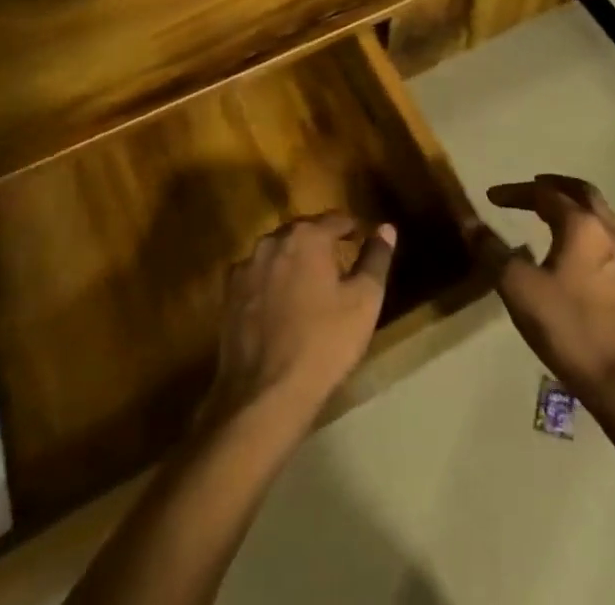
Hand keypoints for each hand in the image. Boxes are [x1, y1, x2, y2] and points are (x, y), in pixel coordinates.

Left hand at [206, 212, 396, 431]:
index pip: (336, 219)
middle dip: (322, 243)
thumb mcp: (365, 301)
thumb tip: (386, 228)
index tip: (363, 242)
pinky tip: (280, 307)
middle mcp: (273, 240)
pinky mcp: (228, 295)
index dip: (353, 229)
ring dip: (294, 262)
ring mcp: (246, 267)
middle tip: (339, 266)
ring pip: (278, 253)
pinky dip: (271, 283)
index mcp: (307, 236)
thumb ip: (376, 258)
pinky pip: (257, 277)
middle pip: (304, 232)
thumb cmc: (324, 343)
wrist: (264, 395)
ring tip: (310, 287)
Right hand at [480, 175, 614, 403]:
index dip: (515, 192)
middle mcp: (604, 230)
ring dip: (574, 203)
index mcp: (580, 224)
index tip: (491, 197)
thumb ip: (493, 252)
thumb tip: (470, 223)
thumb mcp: (519, 287)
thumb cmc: (568, 325)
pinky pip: (604, 234)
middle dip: (555, 184)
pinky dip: (585, 225)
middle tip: (533, 185)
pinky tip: (571, 247)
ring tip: (552, 210)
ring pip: (598, 212)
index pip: (544, 193)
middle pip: (582, 192)